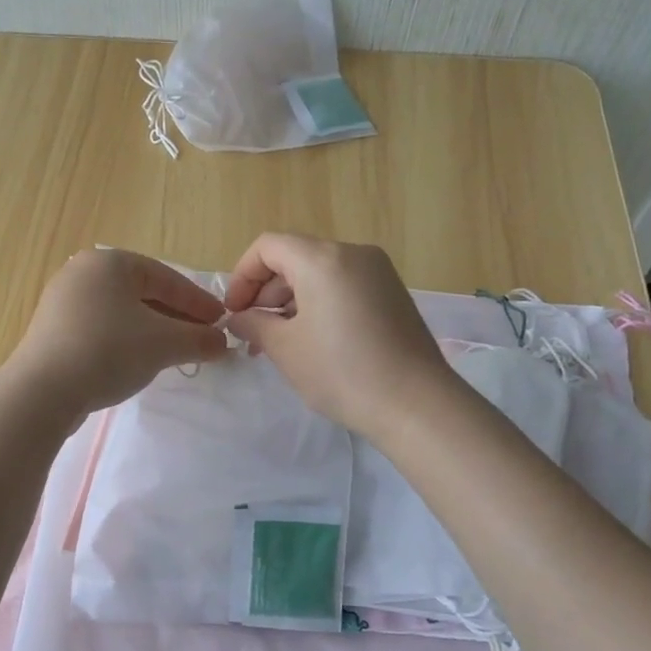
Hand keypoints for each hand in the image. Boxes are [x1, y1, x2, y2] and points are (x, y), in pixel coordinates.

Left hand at [8, 247, 229, 420]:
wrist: (43, 391)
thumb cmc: (109, 351)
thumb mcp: (164, 344)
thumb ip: (199, 339)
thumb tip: (223, 343)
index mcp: (109, 262)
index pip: (166, 278)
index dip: (198, 302)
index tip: (221, 322)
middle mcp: (82, 273)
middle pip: (143, 293)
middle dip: (176, 317)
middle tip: (202, 338)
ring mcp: (62, 302)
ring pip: (121, 312)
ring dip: (152, 330)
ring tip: (174, 352)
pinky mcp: (52, 331)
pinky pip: (100, 328)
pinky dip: (125, 340)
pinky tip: (137, 361)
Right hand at [224, 233, 449, 434]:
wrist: (416, 404)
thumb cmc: (342, 372)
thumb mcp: (286, 349)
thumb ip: (254, 324)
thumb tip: (239, 318)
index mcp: (323, 259)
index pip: (268, 246)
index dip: (242, 276)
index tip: (234, 313)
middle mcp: (353, 253)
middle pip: (295, 257)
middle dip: (266, 292)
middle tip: (253, 334)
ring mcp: (379, 272)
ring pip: (319, 273)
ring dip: (291, 301)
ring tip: (279, 343)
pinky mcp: (393, 294)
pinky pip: (344, 286)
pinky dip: (319, 304)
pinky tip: (313, 341)